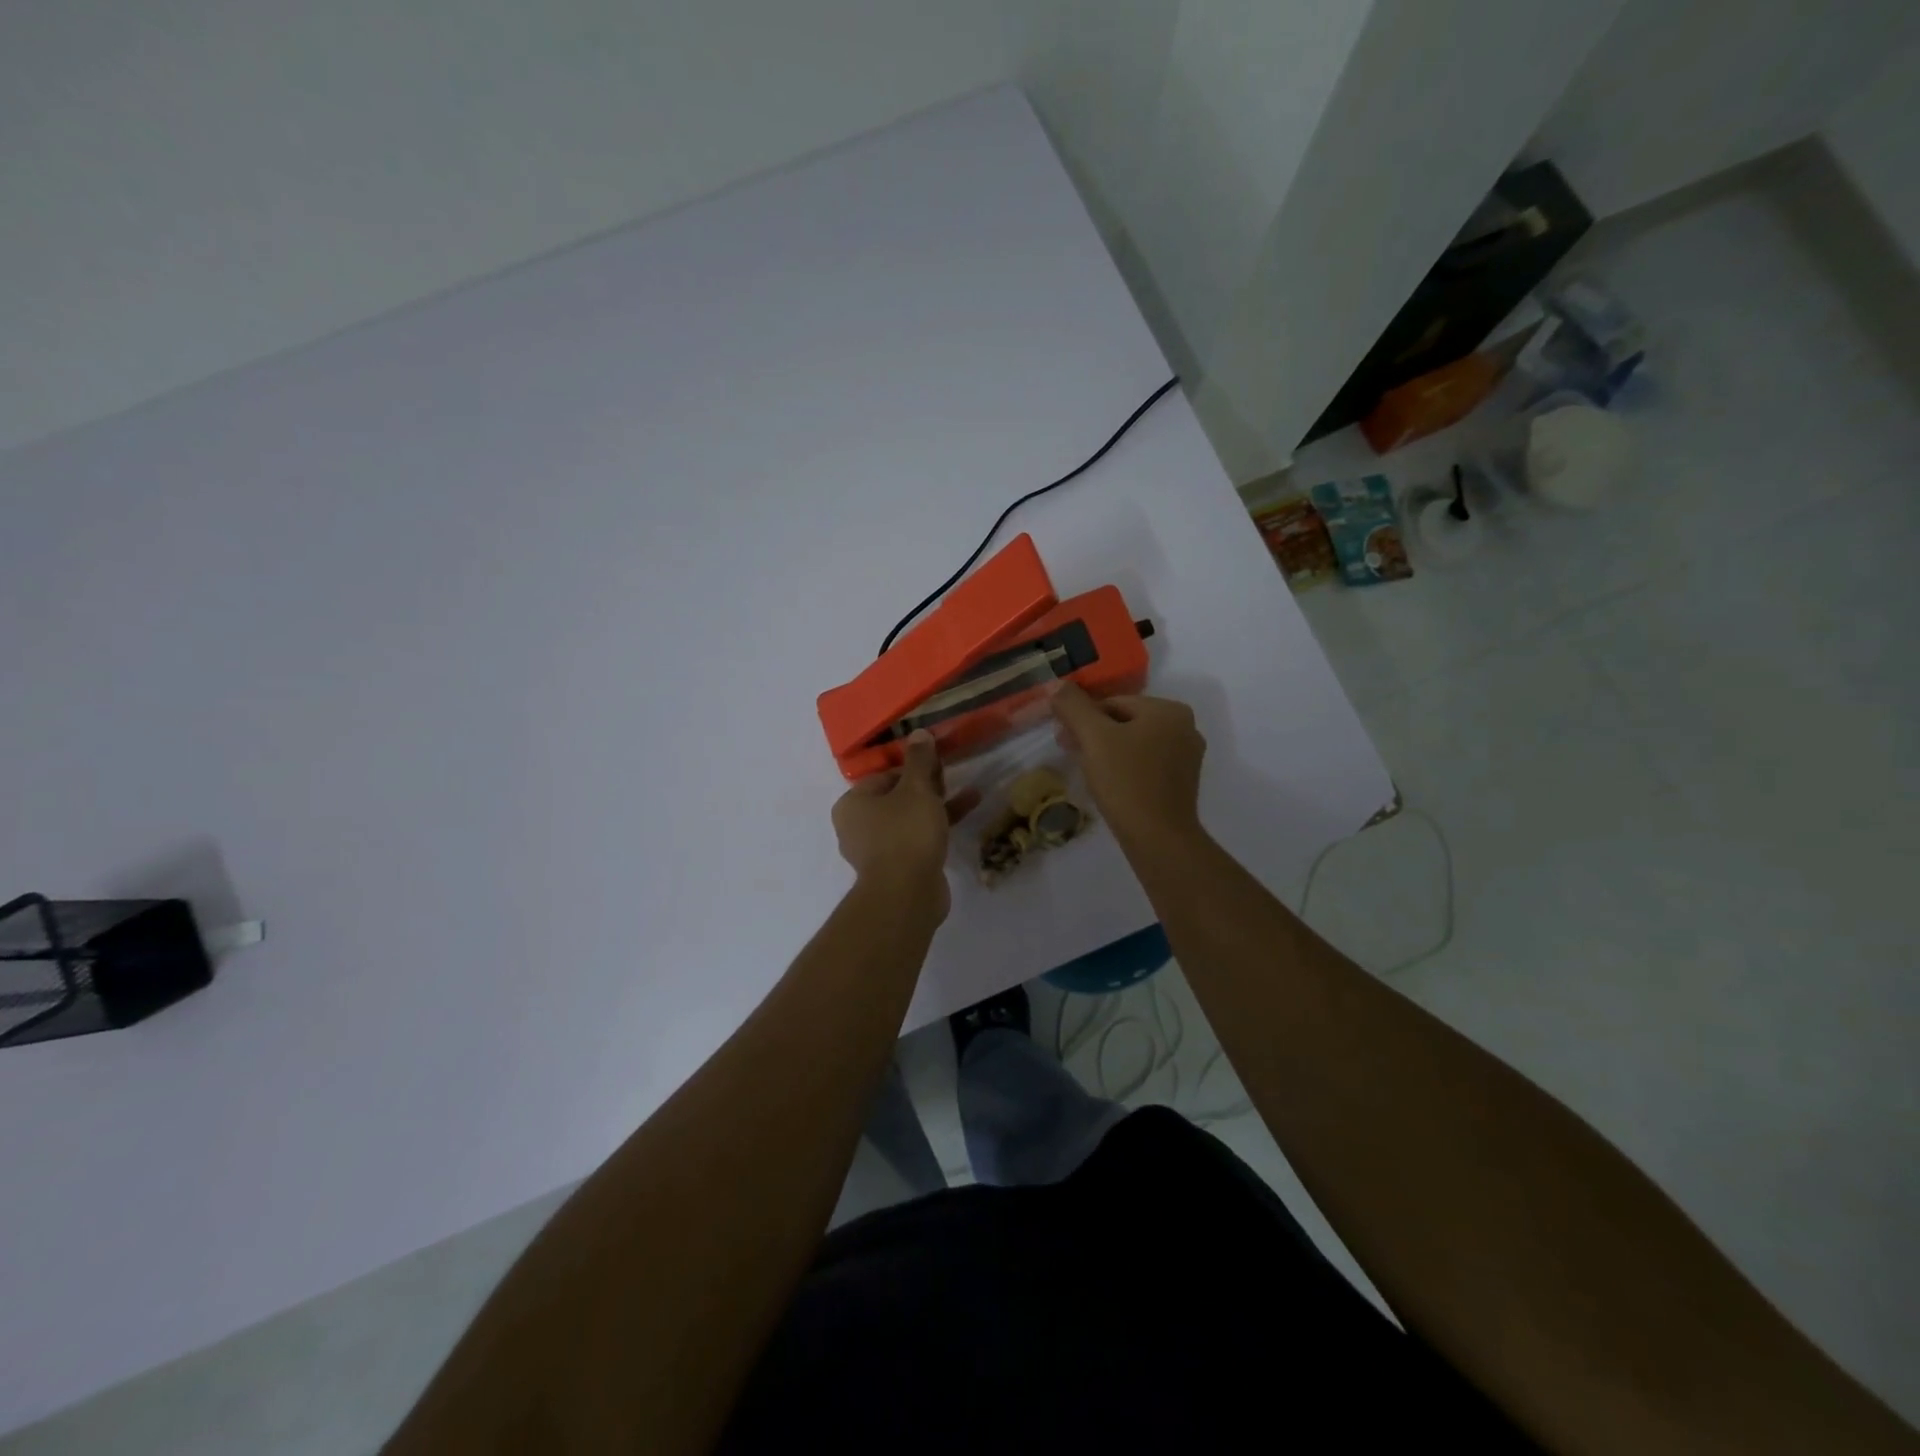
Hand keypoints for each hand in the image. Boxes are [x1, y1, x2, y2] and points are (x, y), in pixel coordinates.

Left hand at [832, 731, 979, 918]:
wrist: (907, 894)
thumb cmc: (905, 832)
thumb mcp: (916, 789)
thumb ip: (919, 760)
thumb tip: (918, 732)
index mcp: (851, 804)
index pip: (883, 775)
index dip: (912, 767)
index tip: (937, 763)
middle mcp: (857, 827)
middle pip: (896, 797)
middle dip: (927, 786)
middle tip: (951, 776)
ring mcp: (877, 851)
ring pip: (909, 819)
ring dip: (938, 805)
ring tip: (969, 793)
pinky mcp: (897, 868)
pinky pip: (918, 839)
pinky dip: (938, 827)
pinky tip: (966, 815)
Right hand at [1049, 683, 1206, 846]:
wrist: (1158, 838)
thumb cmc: (1126, 781)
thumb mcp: (1094, 738)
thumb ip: (1074, 706)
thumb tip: (1057, 683)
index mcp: (1169, 710)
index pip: (1113, 702)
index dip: (1082, 718)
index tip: (1063, 738)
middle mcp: (1185, 727)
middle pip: (1125, 721)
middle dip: (1094, 734)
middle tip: (1070, 752)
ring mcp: (1187, 756)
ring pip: (1134, 743)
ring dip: (1107, 752)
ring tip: (1087, 771)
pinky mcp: (1182, 782)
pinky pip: (1145, 764)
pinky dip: (1124, 768)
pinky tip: (1109, 785)